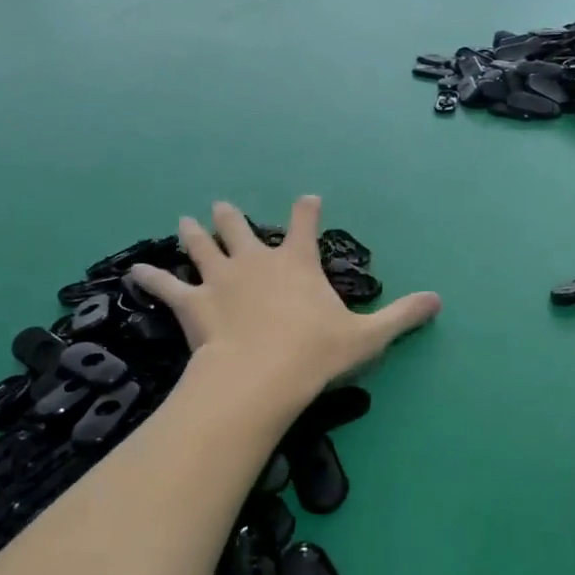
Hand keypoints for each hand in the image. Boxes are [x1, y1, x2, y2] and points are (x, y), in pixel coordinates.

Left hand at [128, 197, 439, 402]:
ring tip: (184, 220)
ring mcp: (220, 278)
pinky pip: (166, 285)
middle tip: (222, 206)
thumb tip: (440, 300)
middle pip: (241, 227)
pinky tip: (134, 273)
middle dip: (233, 217)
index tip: (308, 197)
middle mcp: (256, 259)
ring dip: (194, 233)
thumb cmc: (315, 353)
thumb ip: (402, 315)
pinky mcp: (193, 303)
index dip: (307, 208)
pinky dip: (151, 279)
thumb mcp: (368, 336)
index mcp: (297, 262)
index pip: (305, 222)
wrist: (259, 377)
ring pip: (203, 245)